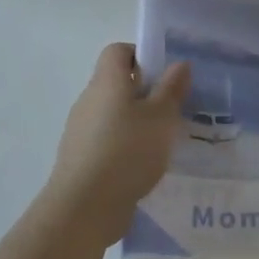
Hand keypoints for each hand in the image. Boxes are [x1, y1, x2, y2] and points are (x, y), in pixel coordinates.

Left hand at [44, 44, 190, 244]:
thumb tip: (179, 64)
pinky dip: (124, 144)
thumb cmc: (128, 151)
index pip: (118, 51)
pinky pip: (106, 138)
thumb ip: (171, 89)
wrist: (84, 207)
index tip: (164, 75)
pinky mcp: (79, 157)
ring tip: (162, 141)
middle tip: (171, 109)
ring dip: (135, 121)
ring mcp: (80, 129)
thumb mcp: (161, 117)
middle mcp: (89, 99)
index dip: (141, 55)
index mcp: (107, 81)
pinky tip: (143, 165)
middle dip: (144, 92)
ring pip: (112, 113)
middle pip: (116, 83)